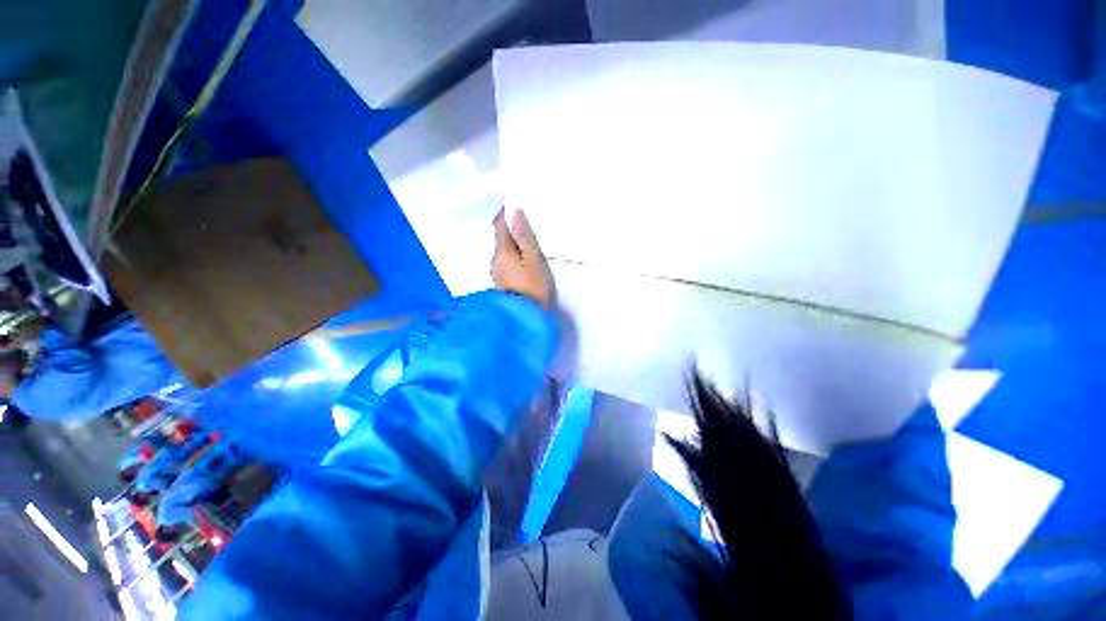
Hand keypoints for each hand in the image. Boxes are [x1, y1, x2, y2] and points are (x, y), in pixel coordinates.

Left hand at [492, 209, 552, 307]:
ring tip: (528, 243)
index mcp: (502, 252)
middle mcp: (495, 260)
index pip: (499, 226)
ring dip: (513, 245)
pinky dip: (514, 258)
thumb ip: (525, 236)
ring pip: (504, 253)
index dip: (505, 213)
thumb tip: (515, 212)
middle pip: (501, 240)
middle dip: (511, 230)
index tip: (513, 203)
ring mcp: (497, 273)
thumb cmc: (534, 286)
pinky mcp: (503, 284)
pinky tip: (524, 262)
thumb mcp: (534, 259)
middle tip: (527, 223)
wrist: (527, 318)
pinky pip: (507, 263)